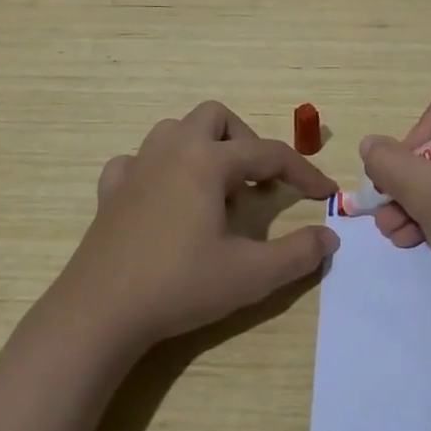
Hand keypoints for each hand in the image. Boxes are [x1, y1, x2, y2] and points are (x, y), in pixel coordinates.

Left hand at [55, 100, 339, 349]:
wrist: (100, 312)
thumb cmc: (179, 285)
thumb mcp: (251, 275)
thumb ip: (298, 253)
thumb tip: (329, 237)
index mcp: (207, 161)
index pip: (268, 153)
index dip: (303, 172)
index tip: (325, 194)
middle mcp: (171, 151)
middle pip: (215, 118)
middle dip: (245, 141)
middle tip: (258, 181)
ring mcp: (135, 168)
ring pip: (174, 131)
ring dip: (203, 148)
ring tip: (216, 189)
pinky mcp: (110, 192)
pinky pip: (138, 161)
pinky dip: (159, 170)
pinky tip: (165, 199)